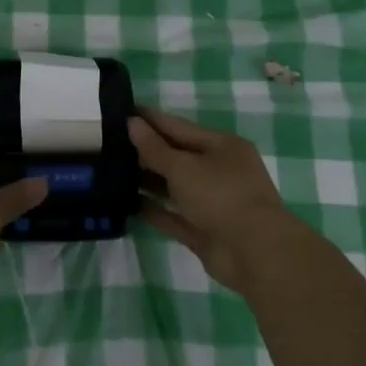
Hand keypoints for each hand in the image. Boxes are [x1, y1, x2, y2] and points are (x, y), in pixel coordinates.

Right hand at [129, 107, 297, 293]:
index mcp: (222, 146)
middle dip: (145, 151)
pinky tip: (127, 203)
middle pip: (176, 156)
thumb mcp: (183, 166)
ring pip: (174, 187)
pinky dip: (154, 210)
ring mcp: (212, 203)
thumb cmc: (221, 196)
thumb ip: (154, 147)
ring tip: (112, 171)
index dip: (150, 119)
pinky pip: (174, 215)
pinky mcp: (204, 231)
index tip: (121, 111)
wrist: (256, 254)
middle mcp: (219, 171)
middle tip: (109, 143)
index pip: (178, 127)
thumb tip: (132, 122)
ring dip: (147, 180)